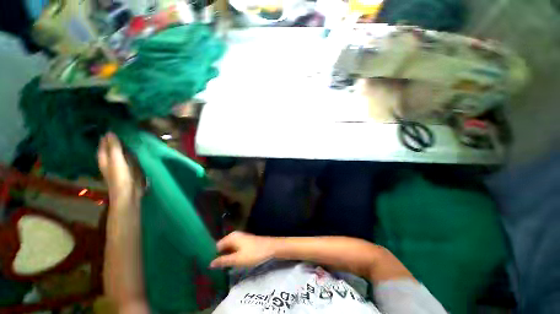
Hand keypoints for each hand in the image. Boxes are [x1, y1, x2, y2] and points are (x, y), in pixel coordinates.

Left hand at [97, 133, 142, 205]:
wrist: (129, 194)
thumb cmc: (120, 177)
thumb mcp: (116, 160)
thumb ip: (114, 147)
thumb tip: (110, 132)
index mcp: (104, 159)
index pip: (103, 144)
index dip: (106, 137)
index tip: (112, 126)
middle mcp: (111, 161)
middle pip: (111, 148)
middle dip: (115, 140)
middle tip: (123, 129)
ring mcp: (120, 166)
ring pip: (121, 153)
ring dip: (124, 146)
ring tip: (130, 137)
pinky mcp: (130, 170)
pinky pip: (129, 158)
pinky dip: (131, 153)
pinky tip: (137, 149)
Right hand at [210, 231, 276, 267]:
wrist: (270, 248)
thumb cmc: (253, 253)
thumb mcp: (237, 259)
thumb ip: (223, 261)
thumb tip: (210, 263)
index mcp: (231, 237)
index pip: (216, 246)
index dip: (212, 256)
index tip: (208, 267)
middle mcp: (234, 235)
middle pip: (222, 246)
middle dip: (219, 256)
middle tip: (214, 269)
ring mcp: (240, 238)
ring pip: (228, 248)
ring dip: (225, 256)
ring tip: (221, 268)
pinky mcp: (245, 242)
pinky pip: (234, 248)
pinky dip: (231, 255)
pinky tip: (230, 263)